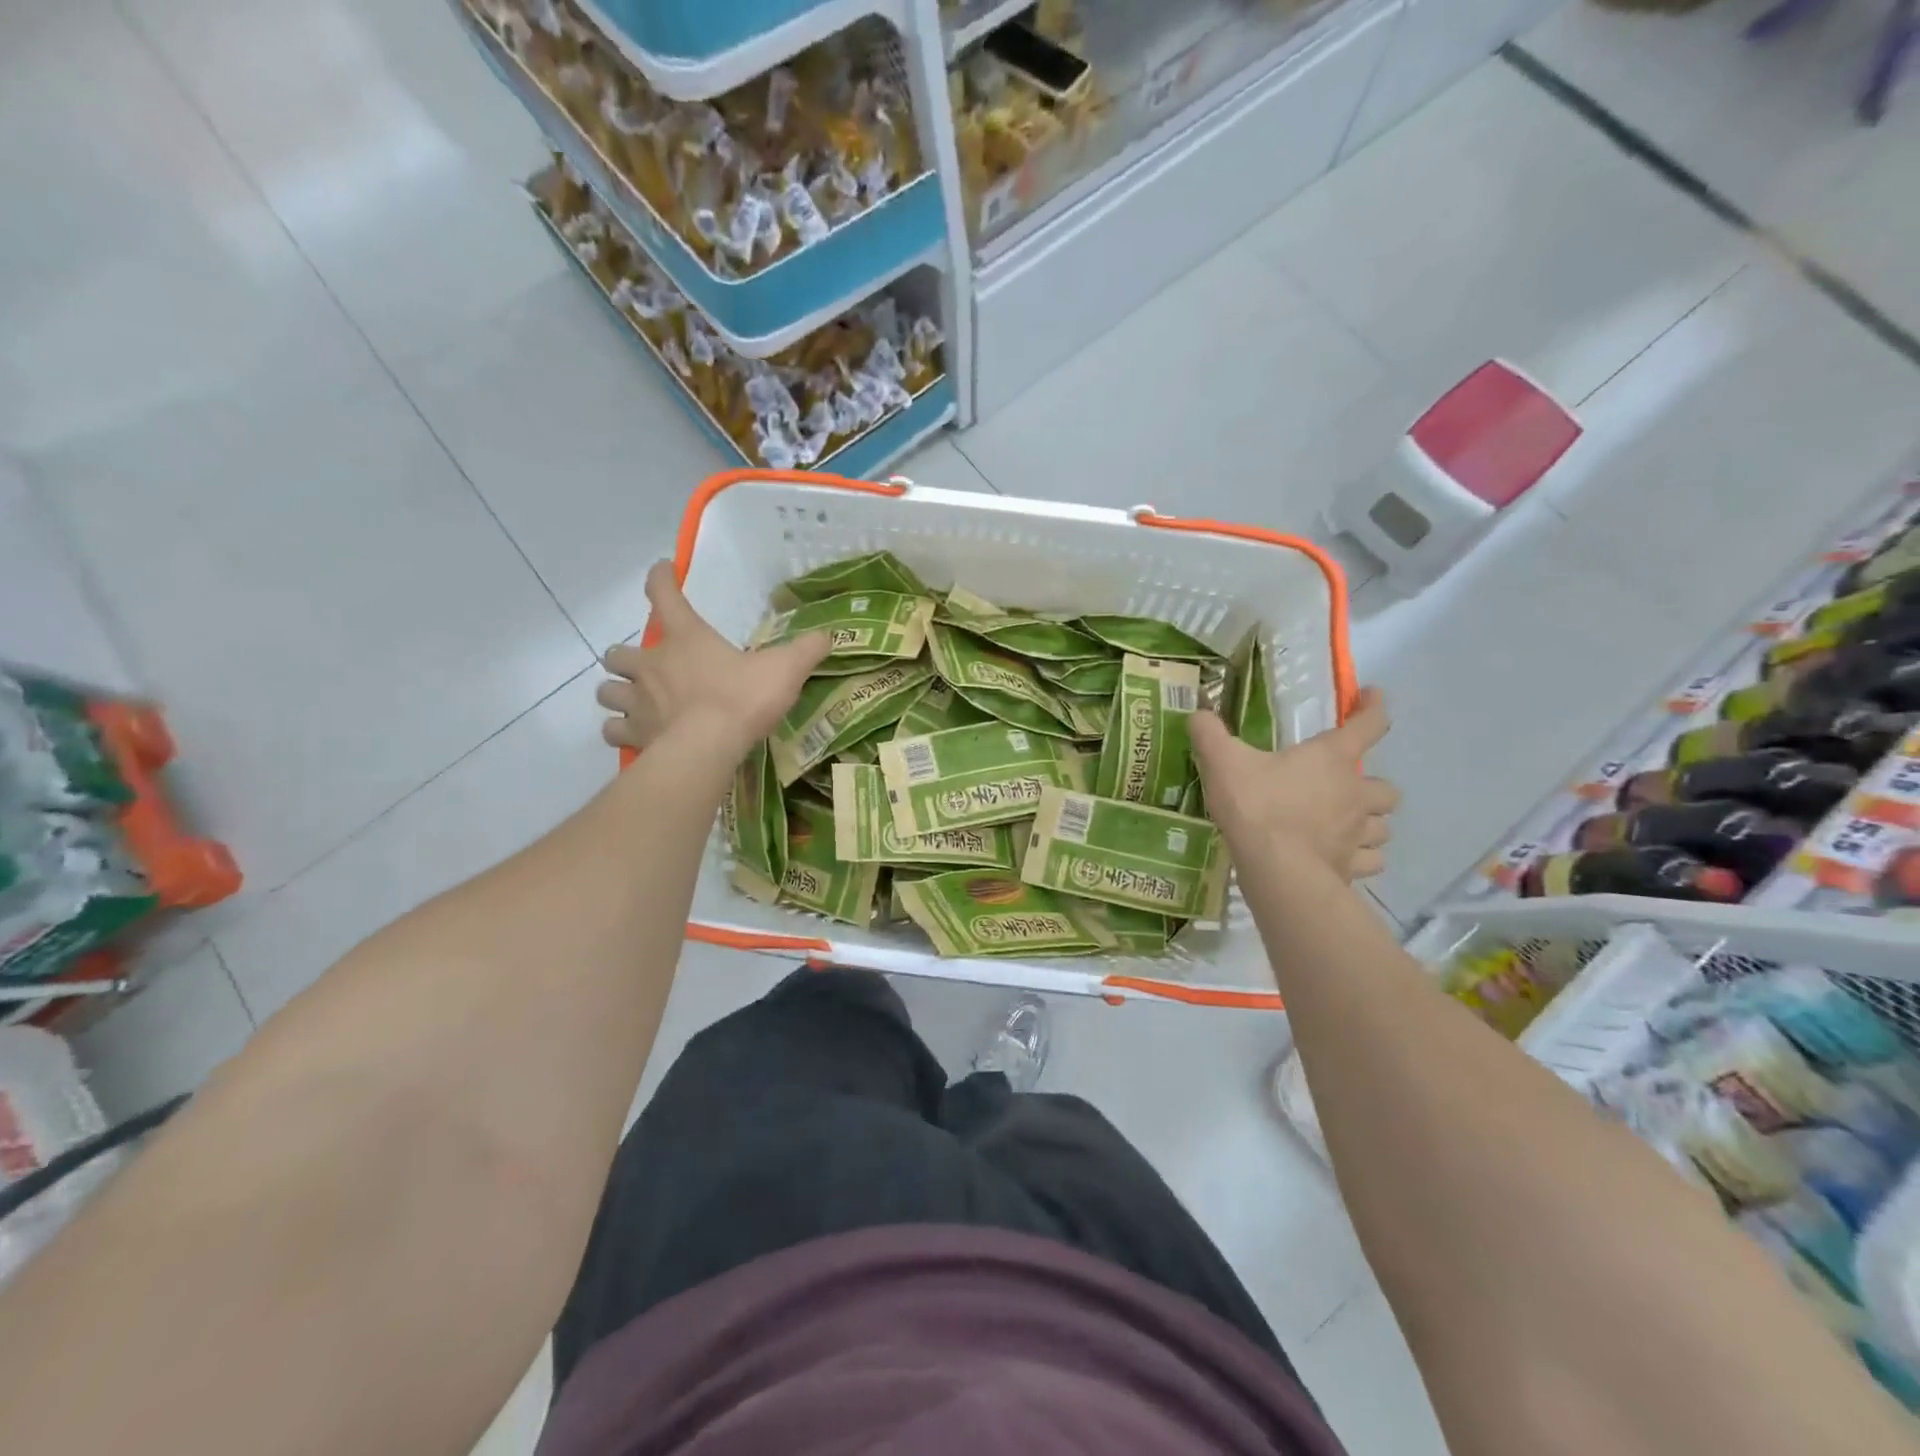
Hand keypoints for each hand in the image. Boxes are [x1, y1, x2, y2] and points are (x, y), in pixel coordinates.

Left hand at [597, 562, 829, 758]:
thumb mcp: (785, 669)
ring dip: (618, 692)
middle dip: (626, 657)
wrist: (708, 748)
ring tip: (635, 701)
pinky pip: (614, 731)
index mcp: (686, 638)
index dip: (660, 578)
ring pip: (607, 691)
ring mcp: (637, 701)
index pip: (664, 594)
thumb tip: (827, 636)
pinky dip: (621, 732)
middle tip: (647, 666)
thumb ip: (806, 650)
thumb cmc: (743, 699)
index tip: (661, 570)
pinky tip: (636, 736)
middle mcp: (652, 664)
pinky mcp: (634, 735)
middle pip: (618, 652)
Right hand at [1190, 688, 1399, 879]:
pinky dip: (1362, 858)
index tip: (1372, 697)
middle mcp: (1355, 793)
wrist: (1276, 868)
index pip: (1369, 724)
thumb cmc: (1256, 806)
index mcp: (1331, 758)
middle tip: (1346, 790)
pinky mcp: (1352, 867)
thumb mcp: (1223, 762)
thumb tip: (1197, 715)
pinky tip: (1342, 857)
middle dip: (1371, 787)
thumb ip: (1209, 734)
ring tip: (1346, 827)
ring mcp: (1358, 833)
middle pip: (1386, 788)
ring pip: (1382, 826)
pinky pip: (1371, 861)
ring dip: (1370, 824)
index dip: (1374, 707)